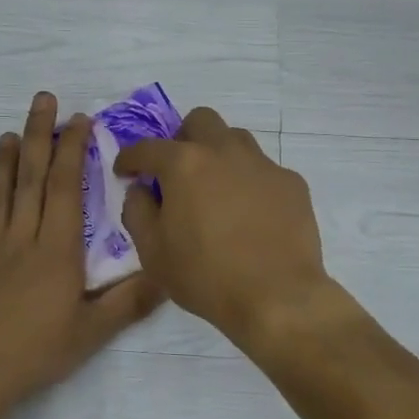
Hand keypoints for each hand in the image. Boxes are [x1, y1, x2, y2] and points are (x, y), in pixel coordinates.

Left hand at [0, 93, 161, 415]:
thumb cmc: (35, 353)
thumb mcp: (92, 332)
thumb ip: (130, 301)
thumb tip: (166, 273)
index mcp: (56, 250)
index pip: (66, 189)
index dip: (73, 151)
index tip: (78, 121)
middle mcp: (21, 240)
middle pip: (31, 179)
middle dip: (39, 136)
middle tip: (42, 100)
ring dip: (4, 162)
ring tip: (9, 133)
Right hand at [116, 106, 338, 351]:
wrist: (277, 297)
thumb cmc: (205, 276)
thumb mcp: (153, 252)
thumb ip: (137, 211)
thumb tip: (141, 189)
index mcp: (184, 164)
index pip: (147, 148)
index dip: (130, 158)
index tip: (125, 171)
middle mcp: (224, 151)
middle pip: (200, 120)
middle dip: (182, 138)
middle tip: (177, 171)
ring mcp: (263, 164)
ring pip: (235, 139)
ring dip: (218, 154)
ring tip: (215, 189)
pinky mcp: (292, 183)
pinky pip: (264, 169)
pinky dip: (249, 182)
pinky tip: (250, 213)